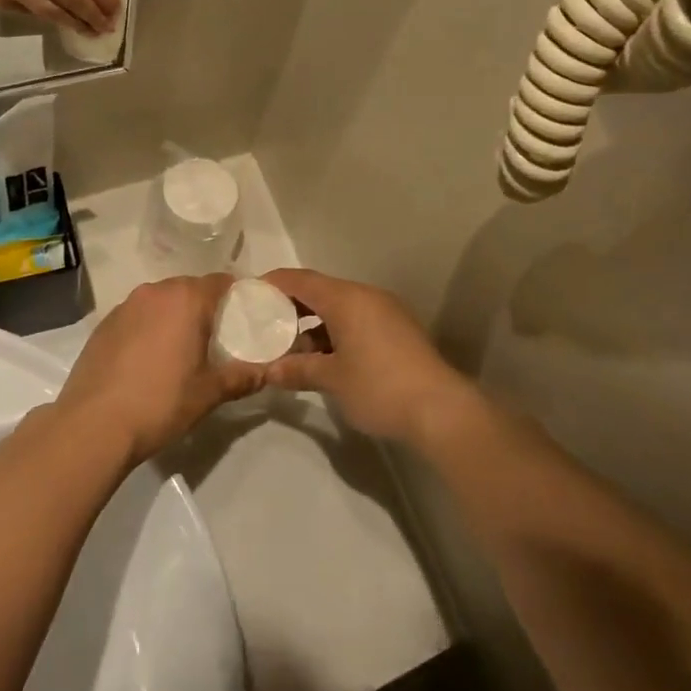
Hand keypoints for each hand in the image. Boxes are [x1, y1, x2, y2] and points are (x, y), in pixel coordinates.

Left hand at [55, 275, 264, 466]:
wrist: (93, 425)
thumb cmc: (161, 402)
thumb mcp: (209, 393)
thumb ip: (242, 377)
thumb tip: (267, 372)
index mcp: (186, 299)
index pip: (222, 282)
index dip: (237, 298)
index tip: (245, 320)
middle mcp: (155, 292)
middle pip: (190, 289)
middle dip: (205, 308)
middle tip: (216, 339)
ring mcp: (125, 306)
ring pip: (161, 302)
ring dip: (174, 317)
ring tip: (181, 351)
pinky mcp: (103, 324)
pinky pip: (137, 316)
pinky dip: (149, 328)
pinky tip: (148, 360)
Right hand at [261, 269, 478, 447]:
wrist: (441, 410)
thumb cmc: (379, 387)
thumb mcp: (332, 380)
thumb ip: (297, 369)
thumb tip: (268, 370)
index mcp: (346, 298)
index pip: (300, 280)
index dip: (272, 284)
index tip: (248, 295)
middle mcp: (366, 296)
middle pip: (319, 291)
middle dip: (290, 308)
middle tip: (264, 325)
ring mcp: (385, 312)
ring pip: (338, 308)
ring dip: (313, 325)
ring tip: (290, 350)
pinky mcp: (397, 331)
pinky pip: (356, 320)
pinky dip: (334, 333)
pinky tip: (322, 359)